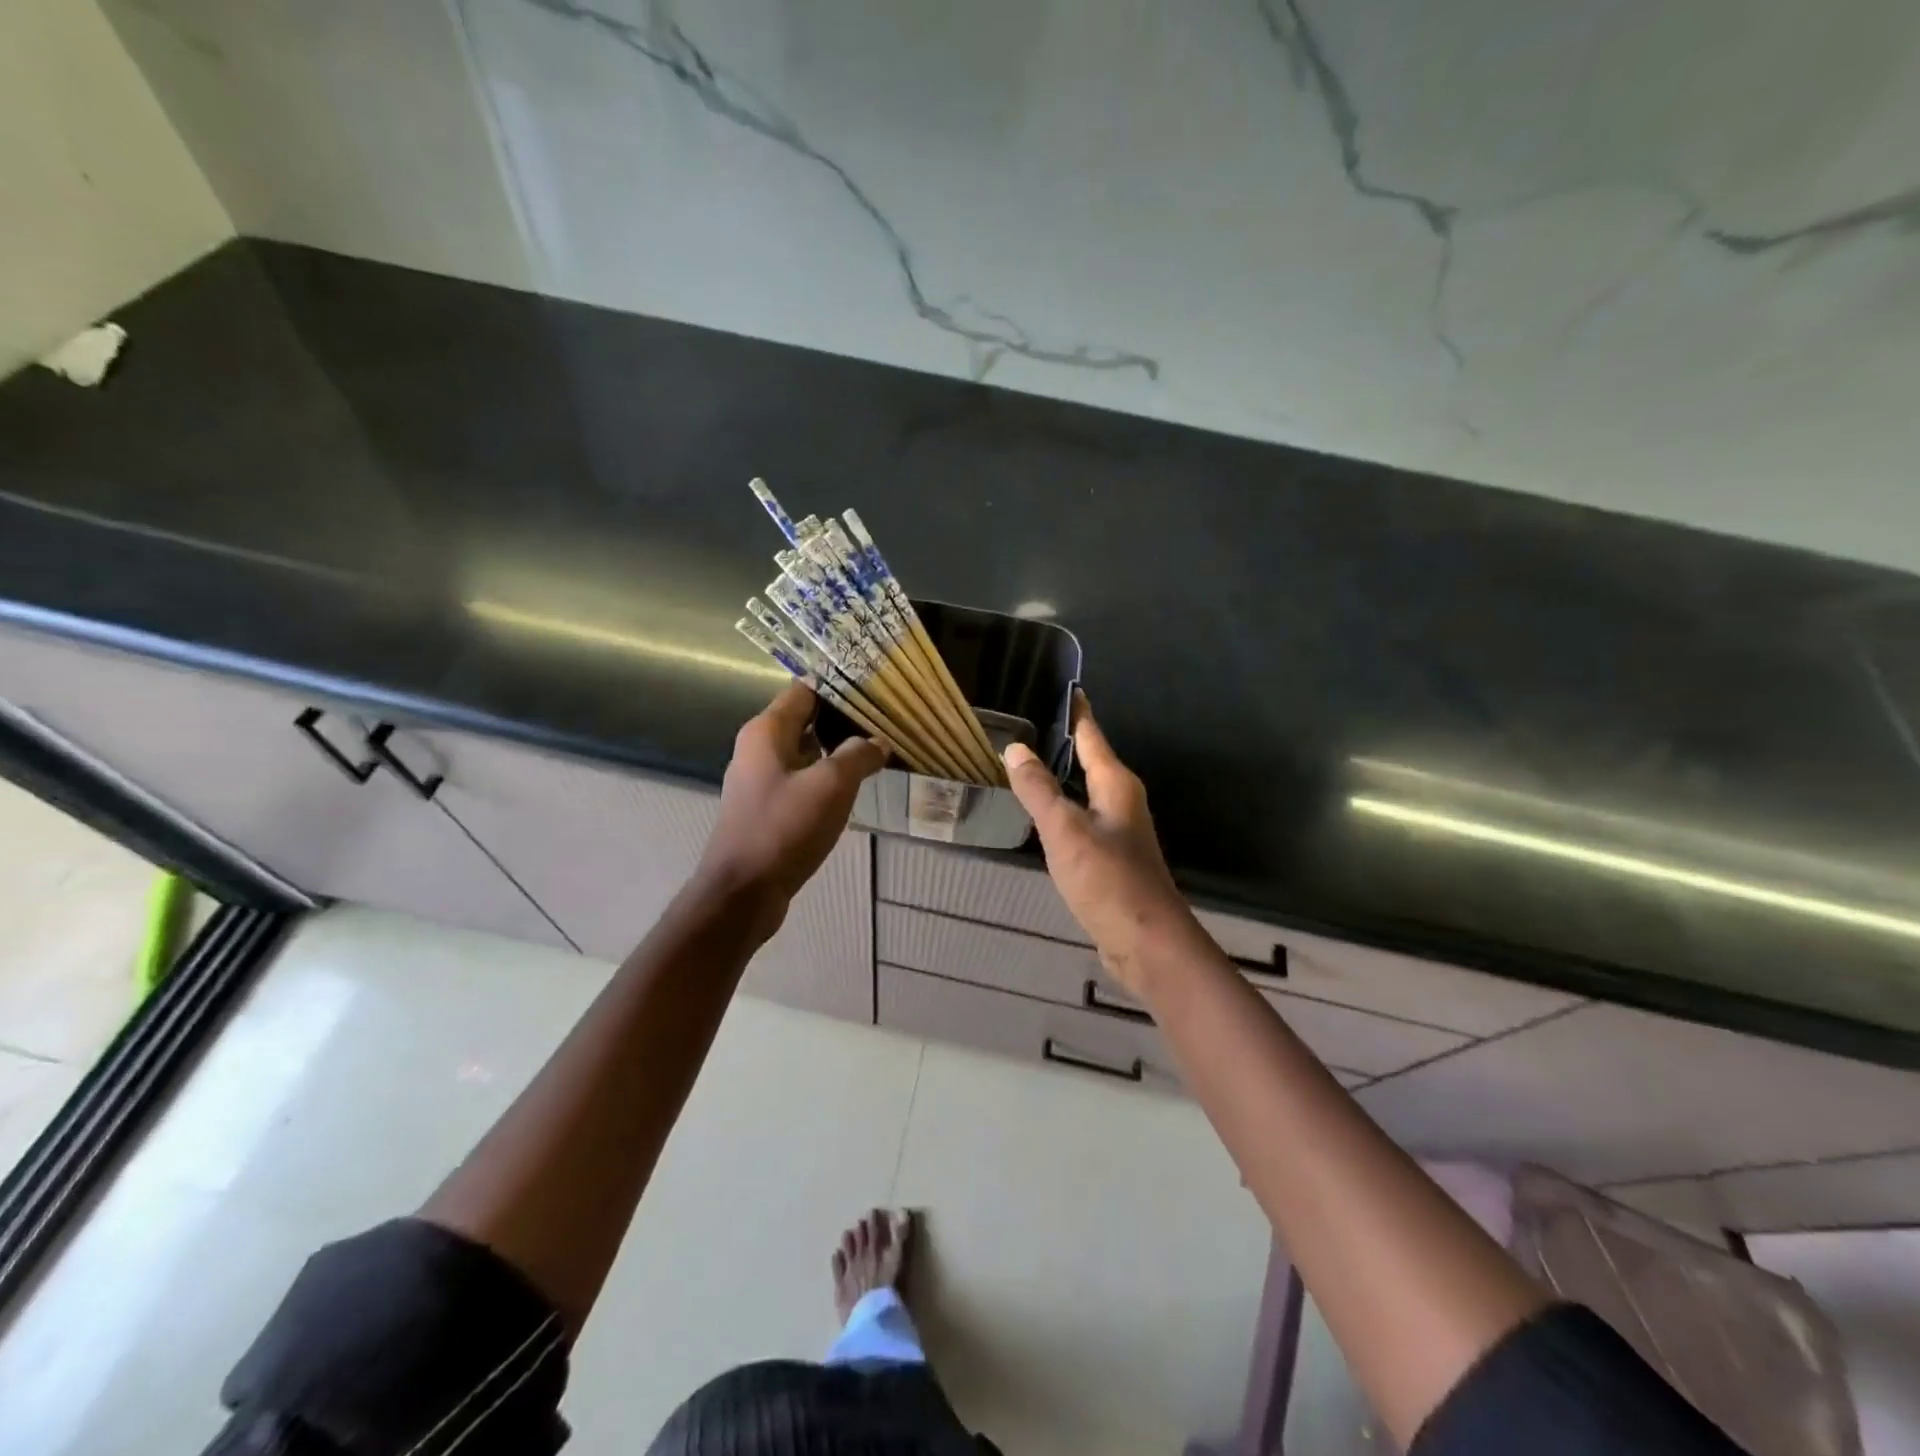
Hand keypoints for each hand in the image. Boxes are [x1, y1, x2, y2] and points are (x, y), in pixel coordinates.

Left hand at [697, 683, 886, 922]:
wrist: (743, 892)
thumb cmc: (784, 828)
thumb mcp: (832, 785)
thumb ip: (859, 755)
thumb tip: (879, 741)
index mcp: (766, 731)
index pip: (805, 690)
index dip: (839, 686)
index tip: (875, 688)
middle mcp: (759, 748)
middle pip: (806, 720)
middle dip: (844, 719)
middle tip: (885, 720)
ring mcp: (761, 780)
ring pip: (806, 752)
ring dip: (838, 750)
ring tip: (877, 749)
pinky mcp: (767, 808)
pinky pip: (802, 780)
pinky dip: (827, 777)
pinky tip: (854, 787)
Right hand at [1003, 691, 1206, 996]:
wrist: (1146, 943)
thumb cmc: (1108, 880)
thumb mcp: (1065, 830)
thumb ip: (1038, 789)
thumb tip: (1014, 749)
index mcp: (1116, 784)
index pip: (1092, 735)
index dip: (1076, 712)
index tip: (1062, 687)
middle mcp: (1121, 800)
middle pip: (1090, 760)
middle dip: (1062, 742)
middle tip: (1025, 724)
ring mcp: (1118, 831)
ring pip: (1084, 791)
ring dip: (1059, 776)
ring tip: (1025, 763)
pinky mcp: (1111, 858)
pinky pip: (1081, 818)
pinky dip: (1061, 807)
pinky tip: (1041, 813)